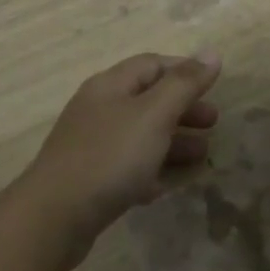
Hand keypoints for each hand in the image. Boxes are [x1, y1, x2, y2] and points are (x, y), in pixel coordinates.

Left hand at [18, 50, 222, 255]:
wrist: (54, 217)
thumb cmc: (110, 156)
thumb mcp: (153, 115)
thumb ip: (184, 84)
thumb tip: (212, 53)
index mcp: (111, 86)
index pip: (152, 65)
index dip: (184, 71)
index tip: (215, 86)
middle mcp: (99, 110)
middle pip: (148, 100)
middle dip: (184, 108)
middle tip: (214, 123)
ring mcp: (94, 146)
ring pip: (142, 135)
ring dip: (175, 141)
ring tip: (203, 155)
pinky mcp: (92, 180)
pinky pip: (130, 167)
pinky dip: (154, 170)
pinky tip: (172, 184)